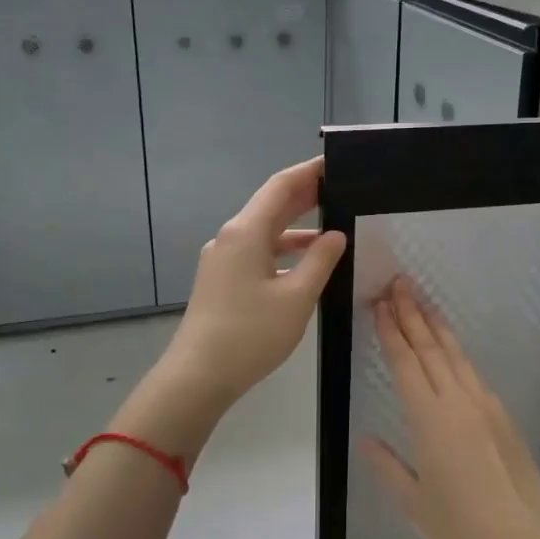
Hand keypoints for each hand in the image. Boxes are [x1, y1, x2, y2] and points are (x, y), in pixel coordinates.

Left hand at [160, 157, 345, 413]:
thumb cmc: (250, 334)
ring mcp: (222, 259)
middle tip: (341, 188)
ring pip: (264, 231)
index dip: (309, 172)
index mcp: (246, 232)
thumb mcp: (296, 298)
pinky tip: (305, 263)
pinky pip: (257, 252)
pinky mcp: (221, 279)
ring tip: (333, 225)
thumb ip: (320, 262)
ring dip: (296, 226)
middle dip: (305, 195)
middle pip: (271, 205)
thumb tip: (336, 236)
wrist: (198, 375)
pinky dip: (283, 250)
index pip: (281, 186)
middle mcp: (230, 237)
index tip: (336, 163)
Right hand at [360, 278, 539, 538]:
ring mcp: (485, 406)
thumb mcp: (413, 503)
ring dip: (437, 326)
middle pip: (431, 348)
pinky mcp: (503, 417)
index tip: (381, 304)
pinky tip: (451, 348)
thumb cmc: (460, 528)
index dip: (392, 331)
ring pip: (456, 355)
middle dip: (413, 314)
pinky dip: (457, 352)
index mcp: (430, 419)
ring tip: (422, 301)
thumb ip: (388, 467)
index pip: (406, 363)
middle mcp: (458, 402)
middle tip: (399, 283)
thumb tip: (367, 440)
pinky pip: (473, 373)